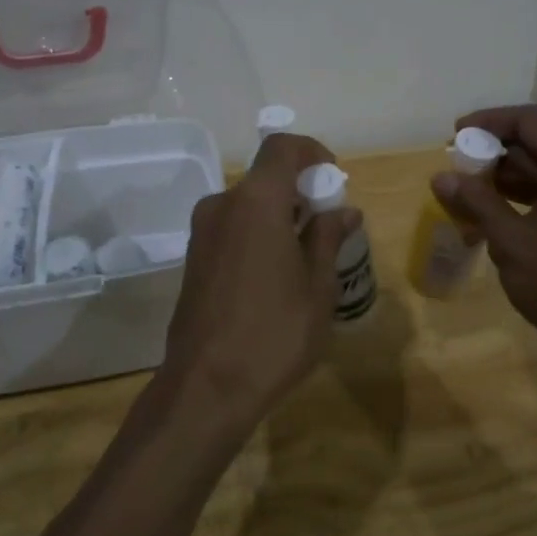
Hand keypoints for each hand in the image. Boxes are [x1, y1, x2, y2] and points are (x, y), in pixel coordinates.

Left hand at [159, 132, 359, 437]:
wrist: (206, 388)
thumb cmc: (274, 332)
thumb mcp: (317, 286)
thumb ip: (328, 237)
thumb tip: (344, 211)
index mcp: (256, 201)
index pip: (282, 147)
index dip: (311, 151)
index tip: (332, 179)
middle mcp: (222, 205)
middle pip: (265, 177)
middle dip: (300, 191)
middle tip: (328, 226)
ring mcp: (202, 232)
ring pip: (248, 205)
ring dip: (279, 215)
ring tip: (306, 257)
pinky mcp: (192, 258)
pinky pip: (232, 228)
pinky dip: (257, 234)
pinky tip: (275, 276)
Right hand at [432, 104, 536, 376]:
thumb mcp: (511, 242)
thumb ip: (477, 202)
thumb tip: (441, 177)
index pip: (528, 120)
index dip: (488, 122)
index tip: (455, 136)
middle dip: (499, 154)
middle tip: (464, 172)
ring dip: (518, 178)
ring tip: (480, 200)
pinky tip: (514, 222)